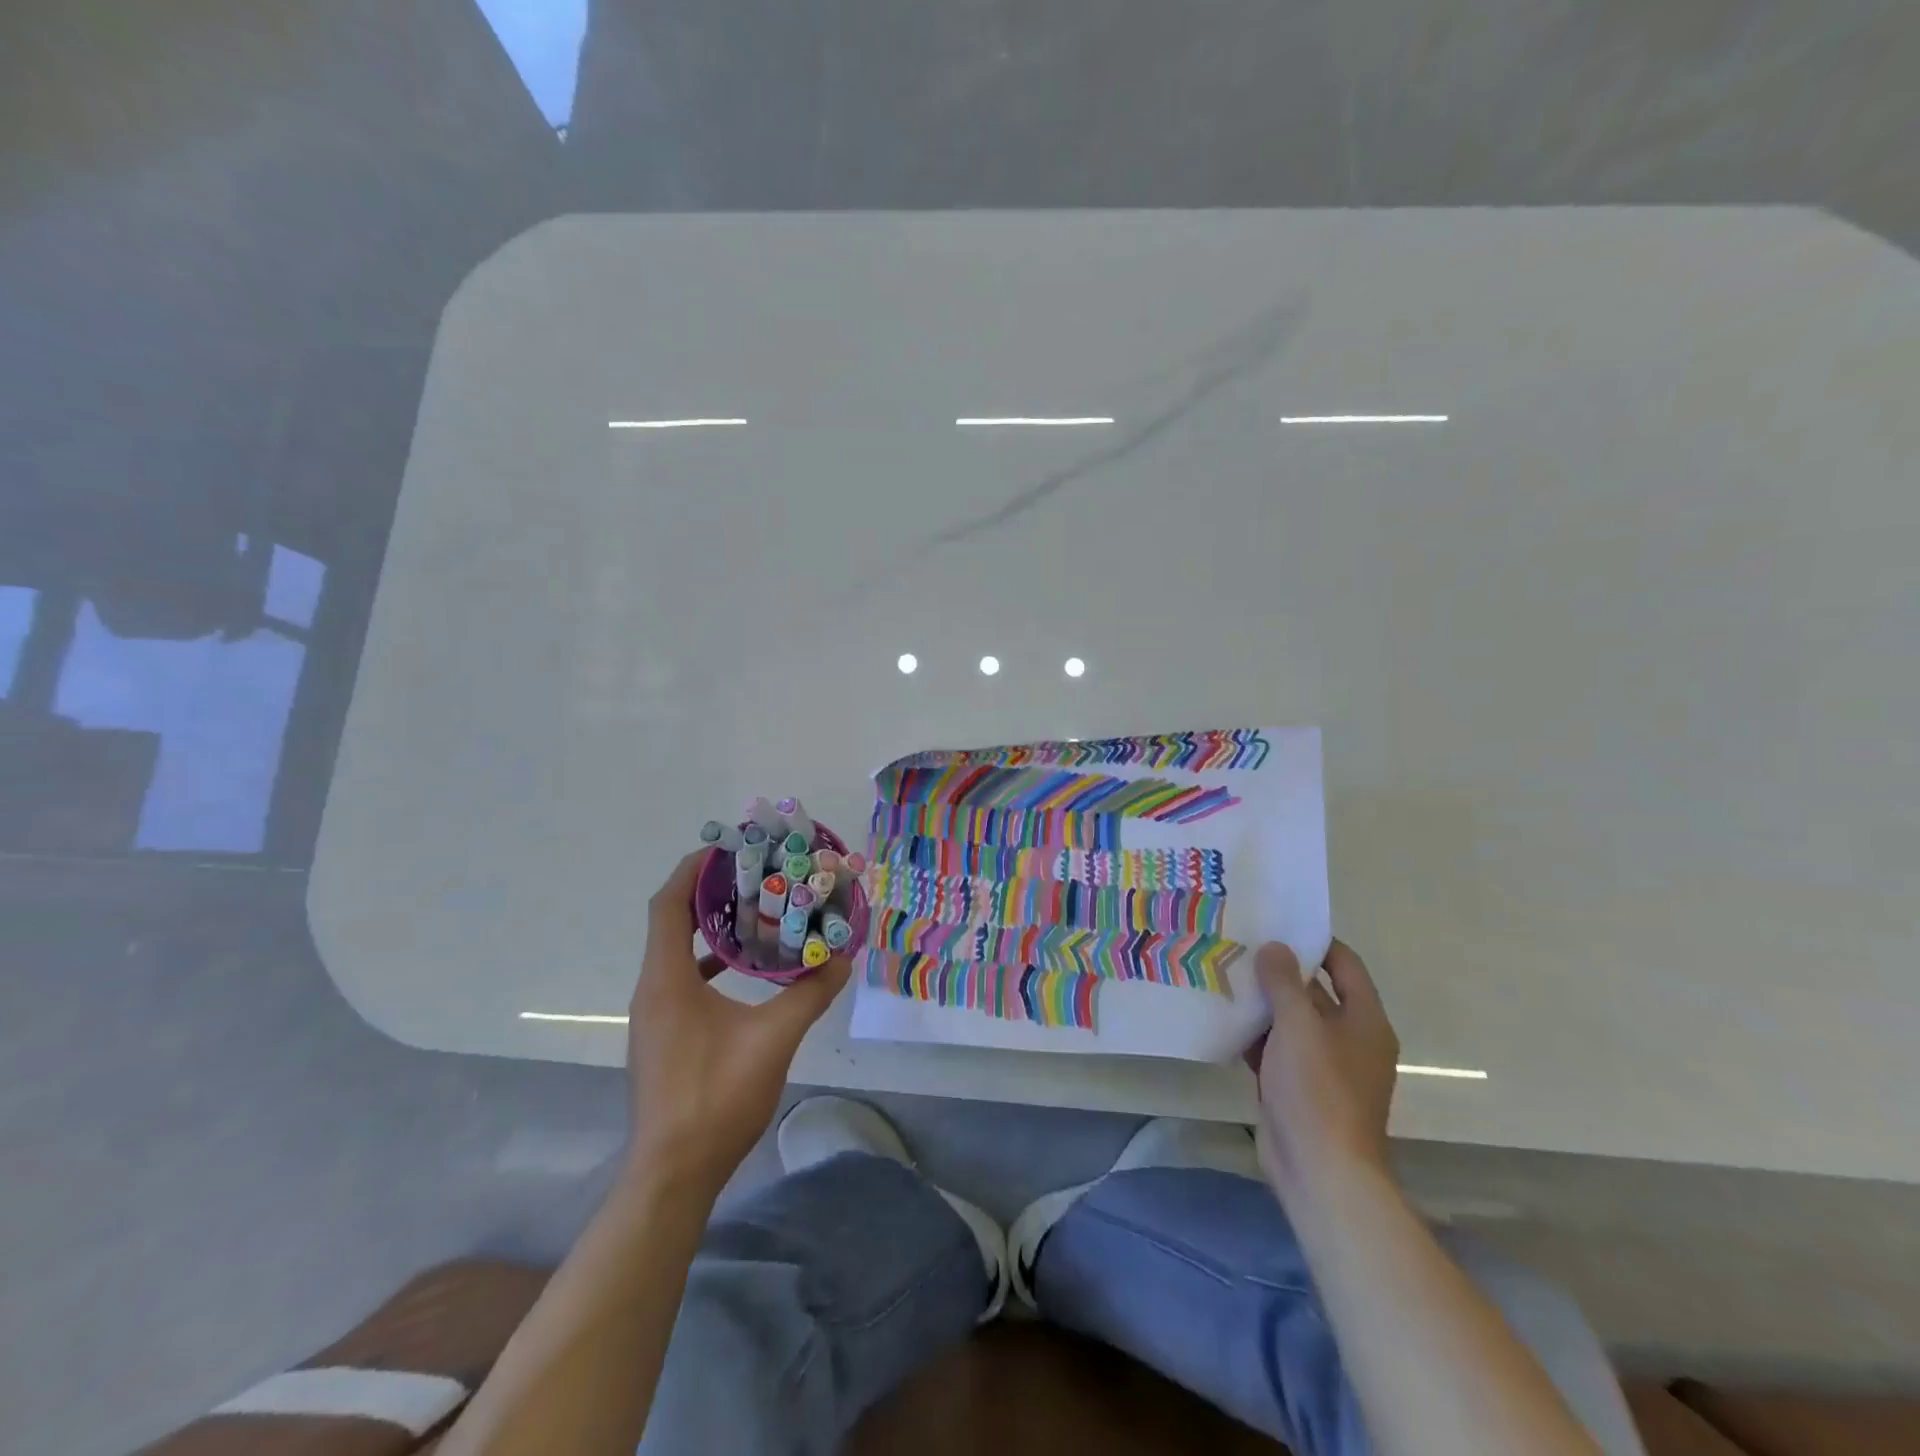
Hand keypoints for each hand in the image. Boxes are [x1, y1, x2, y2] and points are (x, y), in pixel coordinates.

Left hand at [625, 852, 850, 1197]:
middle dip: (709, 891)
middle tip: (754, 873)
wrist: (673, 1174)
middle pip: (672, 920)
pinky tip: (743, 969)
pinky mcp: (664, 1035)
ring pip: (676, 951)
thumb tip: (842, 960)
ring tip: (754, 910)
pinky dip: (709, 960)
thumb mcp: (773, 1040)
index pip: (669, 904)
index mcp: (667, 979)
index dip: (694, 870)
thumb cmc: (716, 1098)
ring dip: (710, 926)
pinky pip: (682, 978)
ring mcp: (655, 1015)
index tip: (728, 847)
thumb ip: (809, 995)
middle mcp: (653, 989)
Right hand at [1247, 940, 1399, 1202]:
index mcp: (1364, 1021)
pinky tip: (1222, 1017)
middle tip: (1239, 943)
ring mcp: (1323, 1065)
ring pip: (1291, 1021)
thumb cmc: (1318, 1091)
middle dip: (1280, 970)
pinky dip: (1255, 1033)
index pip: (1344, 965)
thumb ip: (1284, 983)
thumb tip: (1274, 947)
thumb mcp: (1299, 1027)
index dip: (1315, 941)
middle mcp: (1349, 1039)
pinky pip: (1276, 1048)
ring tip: (1224, 972)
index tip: (1277, 922)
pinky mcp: (1298, 1087)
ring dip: (1263, 1002)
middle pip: (1314, 991)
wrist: (1321, 1171)